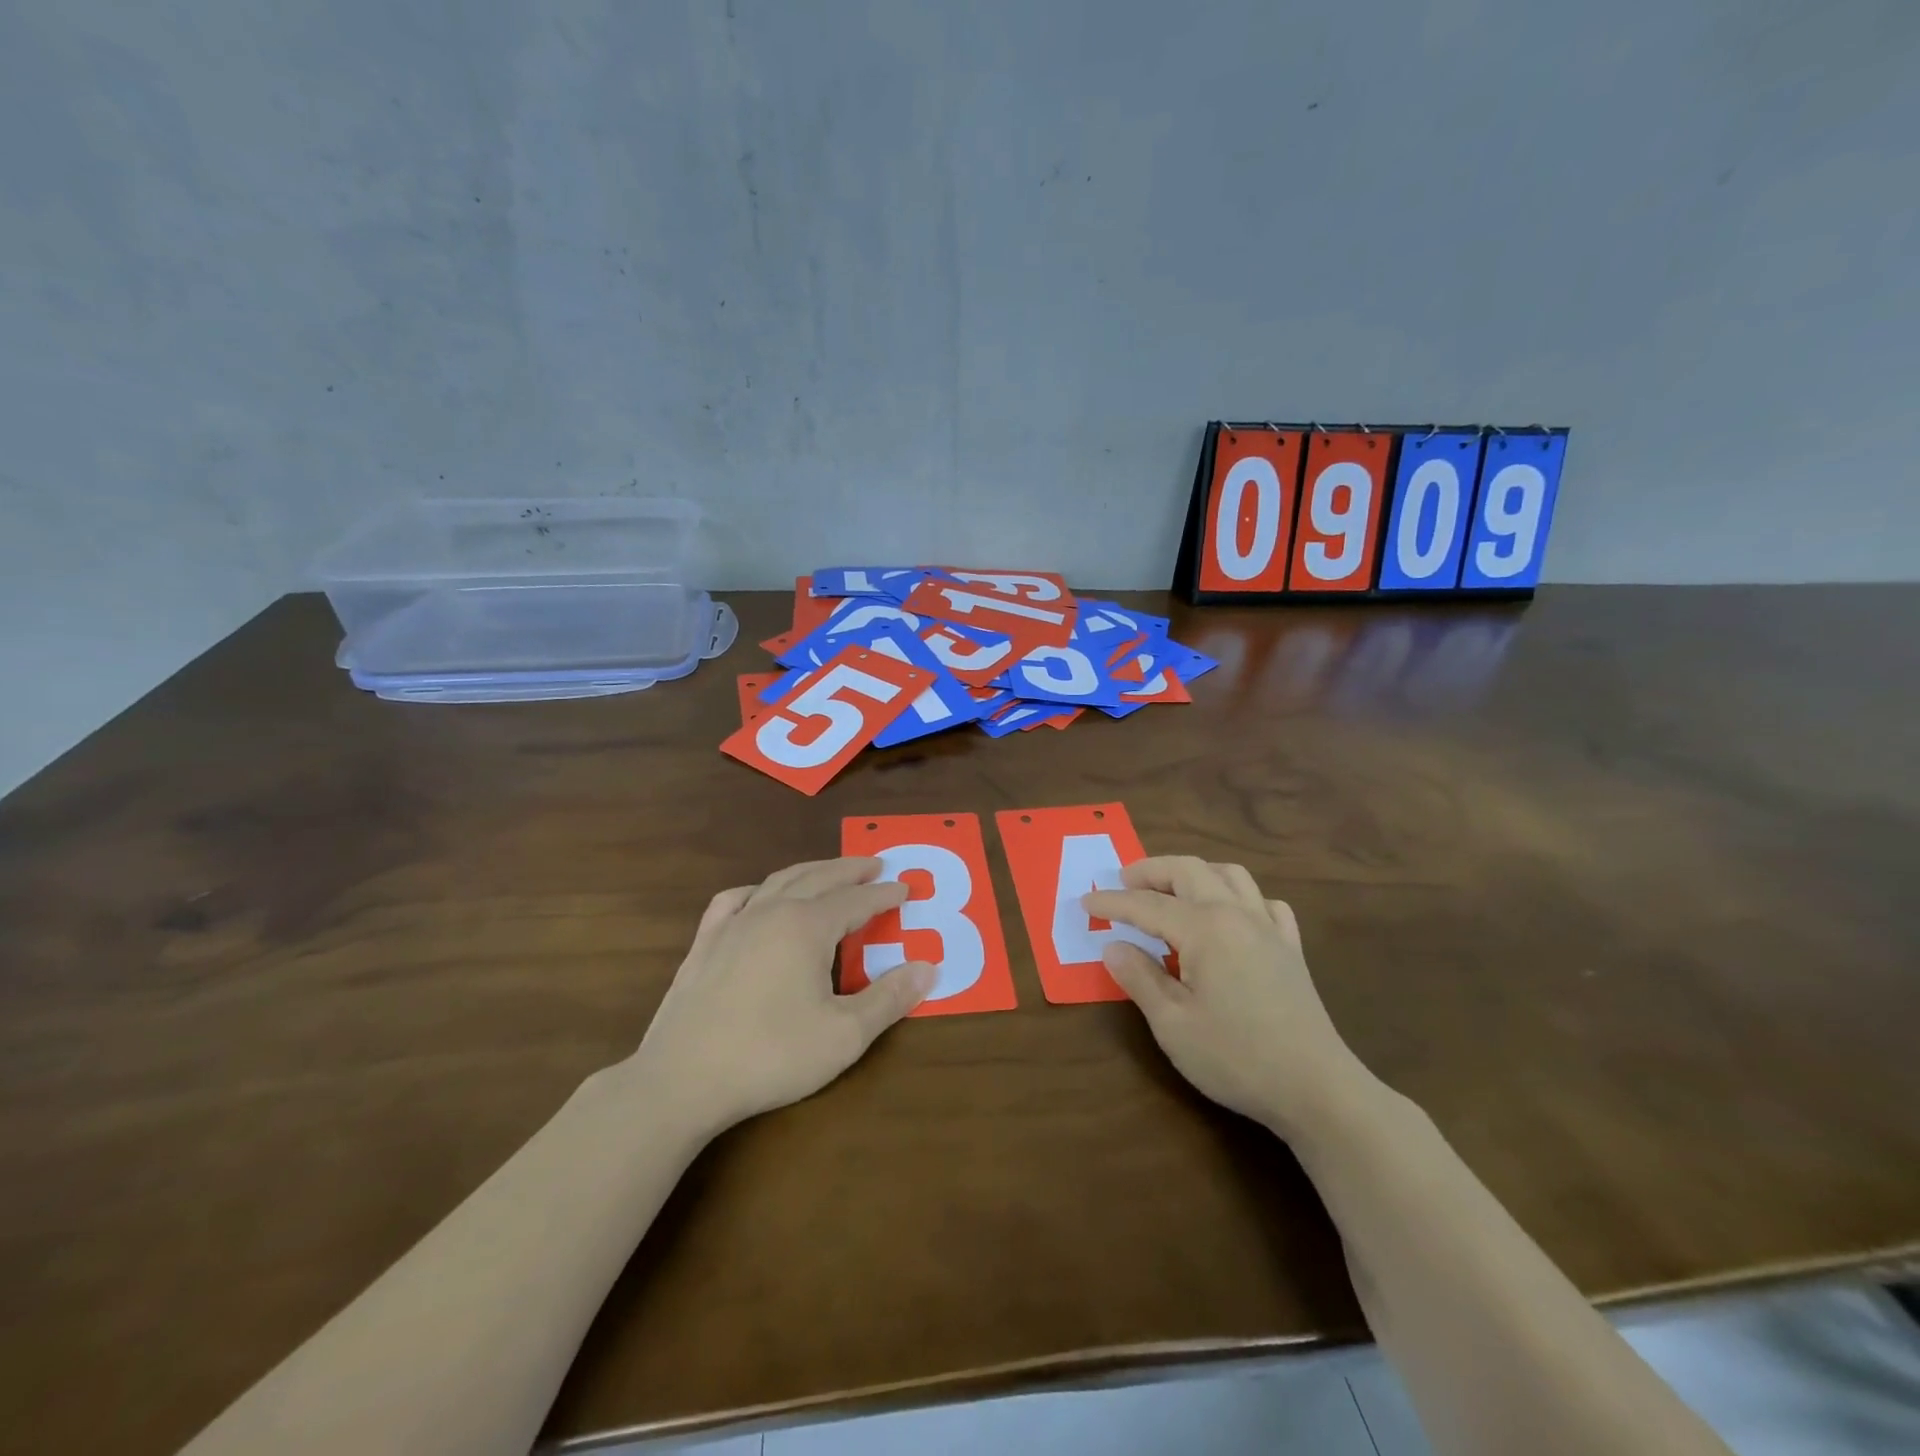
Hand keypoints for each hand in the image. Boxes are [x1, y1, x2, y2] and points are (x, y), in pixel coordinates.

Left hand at [633, 857, 934, 1135]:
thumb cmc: (770, 1055)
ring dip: (811, 872)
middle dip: (850, 870)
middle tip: (875, 864)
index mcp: (806, 926)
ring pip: (778, 881)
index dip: (884, 895)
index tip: (905, 889)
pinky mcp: (705, 944)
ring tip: (830, 872)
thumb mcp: (844, 1035)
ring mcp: (732, 924)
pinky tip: (759, 897)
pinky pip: (734, 900)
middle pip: (818, 877)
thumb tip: (929, 968)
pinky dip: (757, 890)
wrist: (682, 1080)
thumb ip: (889, 999)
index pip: (856, 900)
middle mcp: (771, 911)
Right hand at [1084, 857, 1367, 1134]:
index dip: (1112, 903)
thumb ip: (1140, 978)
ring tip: (1172, 890)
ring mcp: (1269, 928)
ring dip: (1195, 873)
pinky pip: (1265, 902)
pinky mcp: (1290, 949)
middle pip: (1190, 870)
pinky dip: (1240, 897)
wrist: (1317, 1089)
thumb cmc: (1236, 1057)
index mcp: (1205, 928)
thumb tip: (1114, 947)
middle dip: (1152, 870)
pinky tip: (1231, 916)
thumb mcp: (1172, 1024)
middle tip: (1124, 882)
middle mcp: (1237, 914)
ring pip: (1230, 875)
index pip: (1147, 905)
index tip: (1085, 904)